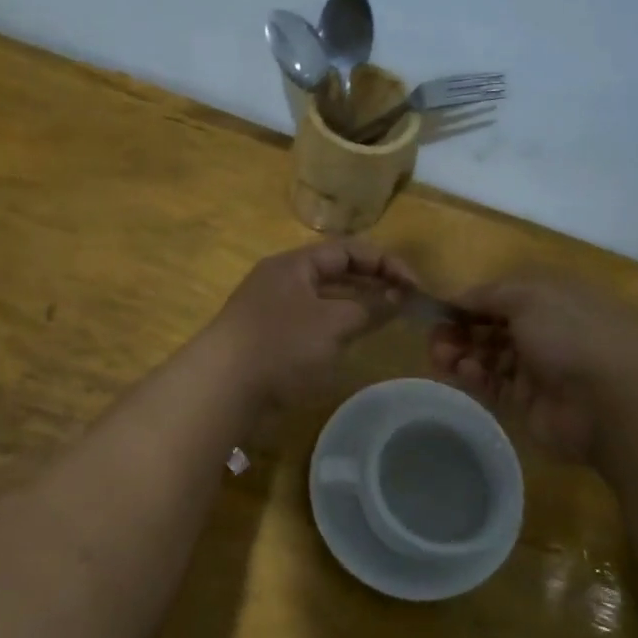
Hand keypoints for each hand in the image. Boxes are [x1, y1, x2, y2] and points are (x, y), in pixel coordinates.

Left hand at [208, 239, 417, 406]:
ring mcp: (273, 310)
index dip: (385, 262)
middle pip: (335, 271)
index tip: (414, 286)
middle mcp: (282, 280)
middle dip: (372, 282)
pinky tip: (352, 340)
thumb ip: (370, 307)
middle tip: (405, 300)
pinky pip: (311, 322)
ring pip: (324, 298)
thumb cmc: (281, 345)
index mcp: (294, 264)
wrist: (222, 388)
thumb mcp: (333, 323)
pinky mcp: (269, 338)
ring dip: (356, 304)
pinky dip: (336, 326)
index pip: (348, 250)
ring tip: (386, 318)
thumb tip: (399, 296)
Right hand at [429, 275, 637, 462]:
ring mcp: (538, 369)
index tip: (441, 309)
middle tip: (435, 339)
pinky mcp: (528, 402)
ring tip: (441, 357)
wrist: (611, 402)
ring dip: (461, 353)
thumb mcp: (529, 297)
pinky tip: (462, 373)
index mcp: (553, 299)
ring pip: (488, 357)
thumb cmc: (572, 335)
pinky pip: (493, 385)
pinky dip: (474, 377)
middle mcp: (546, 331)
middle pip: (492, 327)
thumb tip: (460, 297)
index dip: (471, 302)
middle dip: (460, 329)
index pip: (503, 297)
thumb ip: (489, 294)